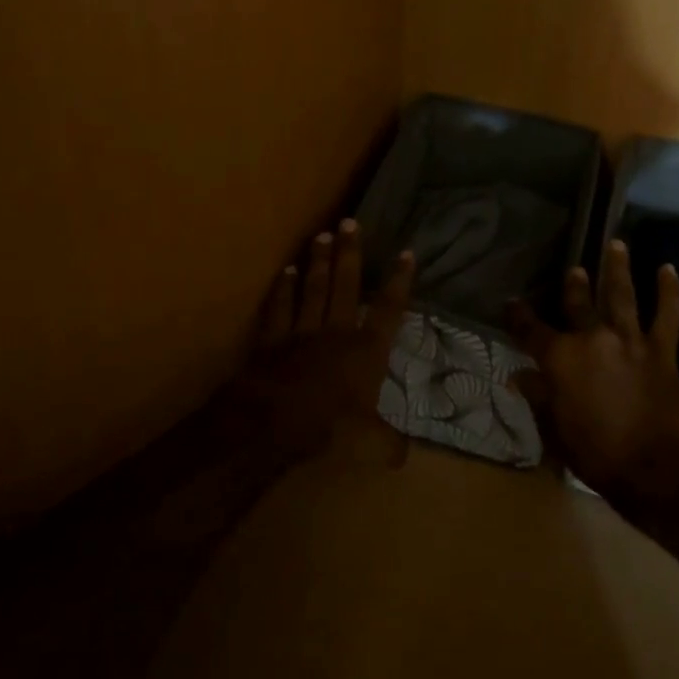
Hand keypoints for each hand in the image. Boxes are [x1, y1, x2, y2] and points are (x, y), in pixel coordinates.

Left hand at [231, 220, 414, 460]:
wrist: (274, 422)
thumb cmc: (329, 427)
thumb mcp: (370, 443)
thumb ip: (389, 444)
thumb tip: (403, 456)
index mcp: (367, 351)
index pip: (389, 309)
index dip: (399, 281)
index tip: (406, 252)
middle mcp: (337, 331)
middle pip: (346, 285)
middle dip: (350, 253)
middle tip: (350, 222)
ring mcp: (302, 331)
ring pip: (313, 289)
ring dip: (318, 262)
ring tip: (321, 235)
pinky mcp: (272, 340)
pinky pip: (279, 308)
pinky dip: (282, 290)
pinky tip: (285, 271)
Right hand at [509, 239, 678, 500]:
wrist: (651, 469)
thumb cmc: (594, 453)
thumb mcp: (554, 428)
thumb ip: (538, 396)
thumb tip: (519, 376)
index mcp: (560, 358)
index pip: (531, 330)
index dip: (518, 315)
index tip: (512, 303)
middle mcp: (592, 339)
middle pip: (578, 304)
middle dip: (574, 286)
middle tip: (574, 270)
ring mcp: (629, 340)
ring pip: (621, 295)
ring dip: (617, 268)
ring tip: (616, 244)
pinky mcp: (661, 349)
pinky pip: (667, 314)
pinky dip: (669, 291)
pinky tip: (668, 270)